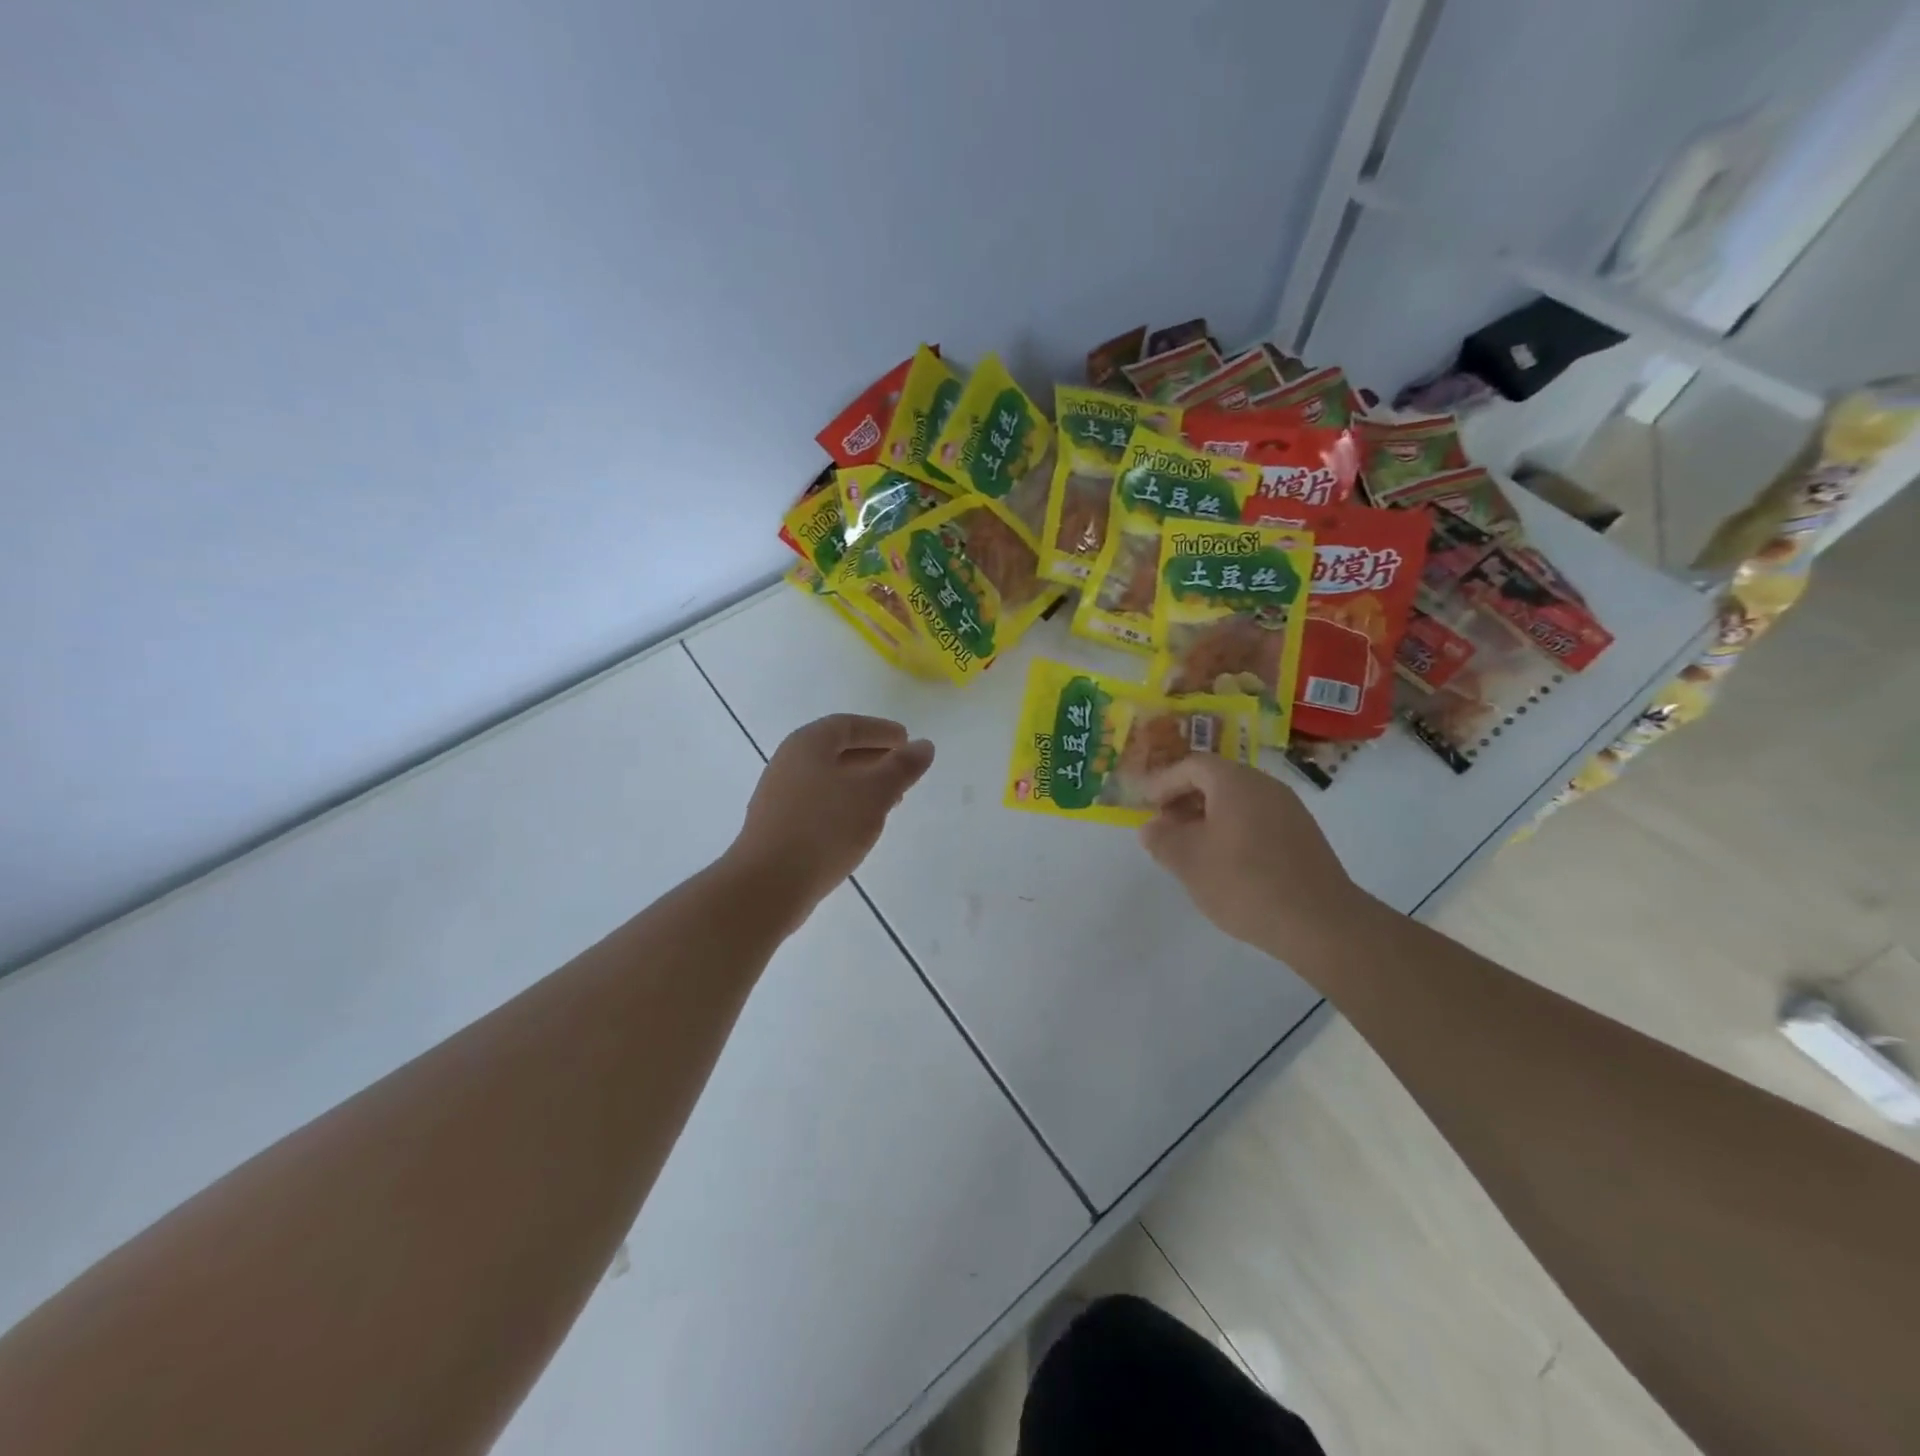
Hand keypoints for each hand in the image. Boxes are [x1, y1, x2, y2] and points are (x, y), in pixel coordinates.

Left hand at [725, 714, 934, 930]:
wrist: (768, 884)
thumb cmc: (825, 828)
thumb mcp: (873, 794)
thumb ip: (901, 768)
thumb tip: (924, 746)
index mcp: (808, 743)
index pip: (849, 726)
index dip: (880, 731)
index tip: (907, 740)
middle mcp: (789, 761)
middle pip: (837, 750)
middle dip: (873, 758)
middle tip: (902, 771)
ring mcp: (779, 795)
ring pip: (828, 779)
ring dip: (860, 784)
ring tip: (889, 801)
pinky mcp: (778, 825)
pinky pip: (818, 803)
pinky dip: (844, 805)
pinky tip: (859, 826)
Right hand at [1139, 754, 1368, 963]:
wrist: (1319, 922)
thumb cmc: (1243, 882)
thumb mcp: (1187, 861)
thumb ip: (1161, 839)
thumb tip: (1151, 828)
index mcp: (1235, 782)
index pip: (1192, 766)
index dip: (1164, 783)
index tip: (1146, 806)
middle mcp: (1265, 785)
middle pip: (1217, 780)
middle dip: (1185, 800)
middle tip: (1165, 827)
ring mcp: (1289, 810)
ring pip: (1238, 801)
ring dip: (1209, 817)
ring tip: (1192, 849)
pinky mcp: (1303, 835)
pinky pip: (1258, 819)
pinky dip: (1233, 830)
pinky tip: (1225, 863)